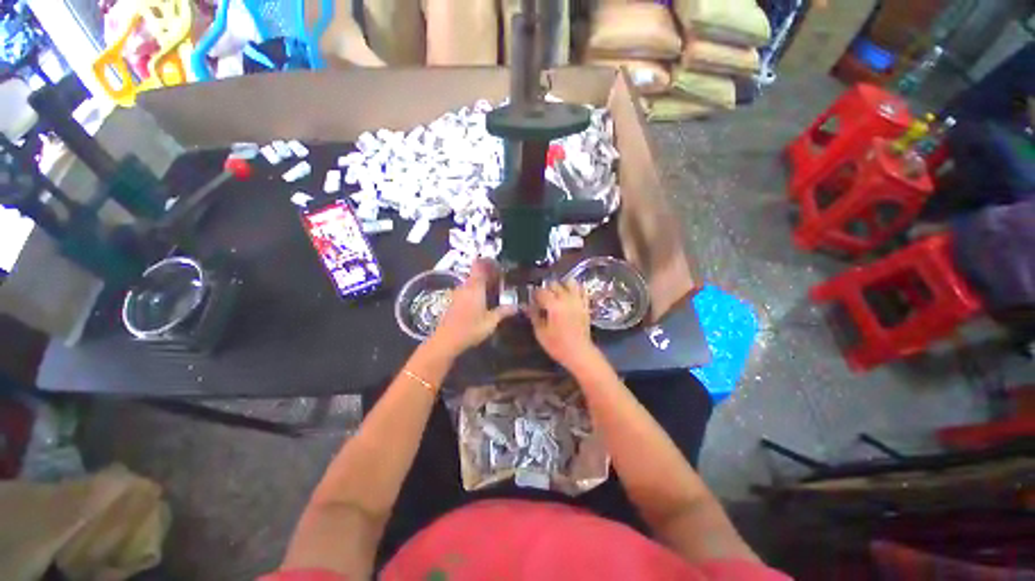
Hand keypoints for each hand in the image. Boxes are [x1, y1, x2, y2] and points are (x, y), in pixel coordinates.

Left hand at [430, 261, 516, 355]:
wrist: (446, 340)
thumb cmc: (471, 328)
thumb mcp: (491, 321)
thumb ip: (504, 311)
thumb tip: (517, 305)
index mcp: (475, 286)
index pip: (479, 265)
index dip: (488, 261)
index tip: (499, 264)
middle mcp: (465, 286)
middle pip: (476, 273)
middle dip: (488, 273)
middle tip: (502, 279)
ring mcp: (458, 294)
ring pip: (471, 282)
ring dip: (482, 283)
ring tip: (495, 289)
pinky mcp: (454, 302)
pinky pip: (467, 290)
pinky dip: (476, 291)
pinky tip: (483, 300)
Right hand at [529, 280, 597, 370]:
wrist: (580, 353)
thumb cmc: (557, 345)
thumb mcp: (540, 333)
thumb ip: (534, 316)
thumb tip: (528, 307)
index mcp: (554, 305)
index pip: (541, 292)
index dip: (535, 294)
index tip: (532, 299)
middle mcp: (567, 299)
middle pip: (555, 284)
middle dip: (547, 289)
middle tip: (543, 298)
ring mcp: (578, 301)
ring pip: (570, 282)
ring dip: (562, 285)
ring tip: (557, 294)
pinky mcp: (585, 305)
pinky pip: (582, 290)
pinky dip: (575, 289)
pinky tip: (569, 295)